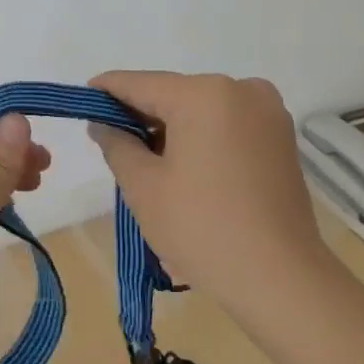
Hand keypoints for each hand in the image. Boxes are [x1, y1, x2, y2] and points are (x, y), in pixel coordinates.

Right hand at [86, 71, 329, 329]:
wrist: (282, 280)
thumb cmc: (202, 228)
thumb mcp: (143, 186)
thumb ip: (116, 144)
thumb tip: (103, 123)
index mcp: (204, 94)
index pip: (140, 83)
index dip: (106, 92)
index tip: (81, 102)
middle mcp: (241, 90)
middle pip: (173, 94)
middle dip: (141, 116)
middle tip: (111, 144)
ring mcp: (267, 113)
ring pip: (201, 110)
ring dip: (172, 129)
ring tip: (148, 165)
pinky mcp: (281, 138)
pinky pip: (227, 125)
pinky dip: (202, 139)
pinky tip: (185, 171)